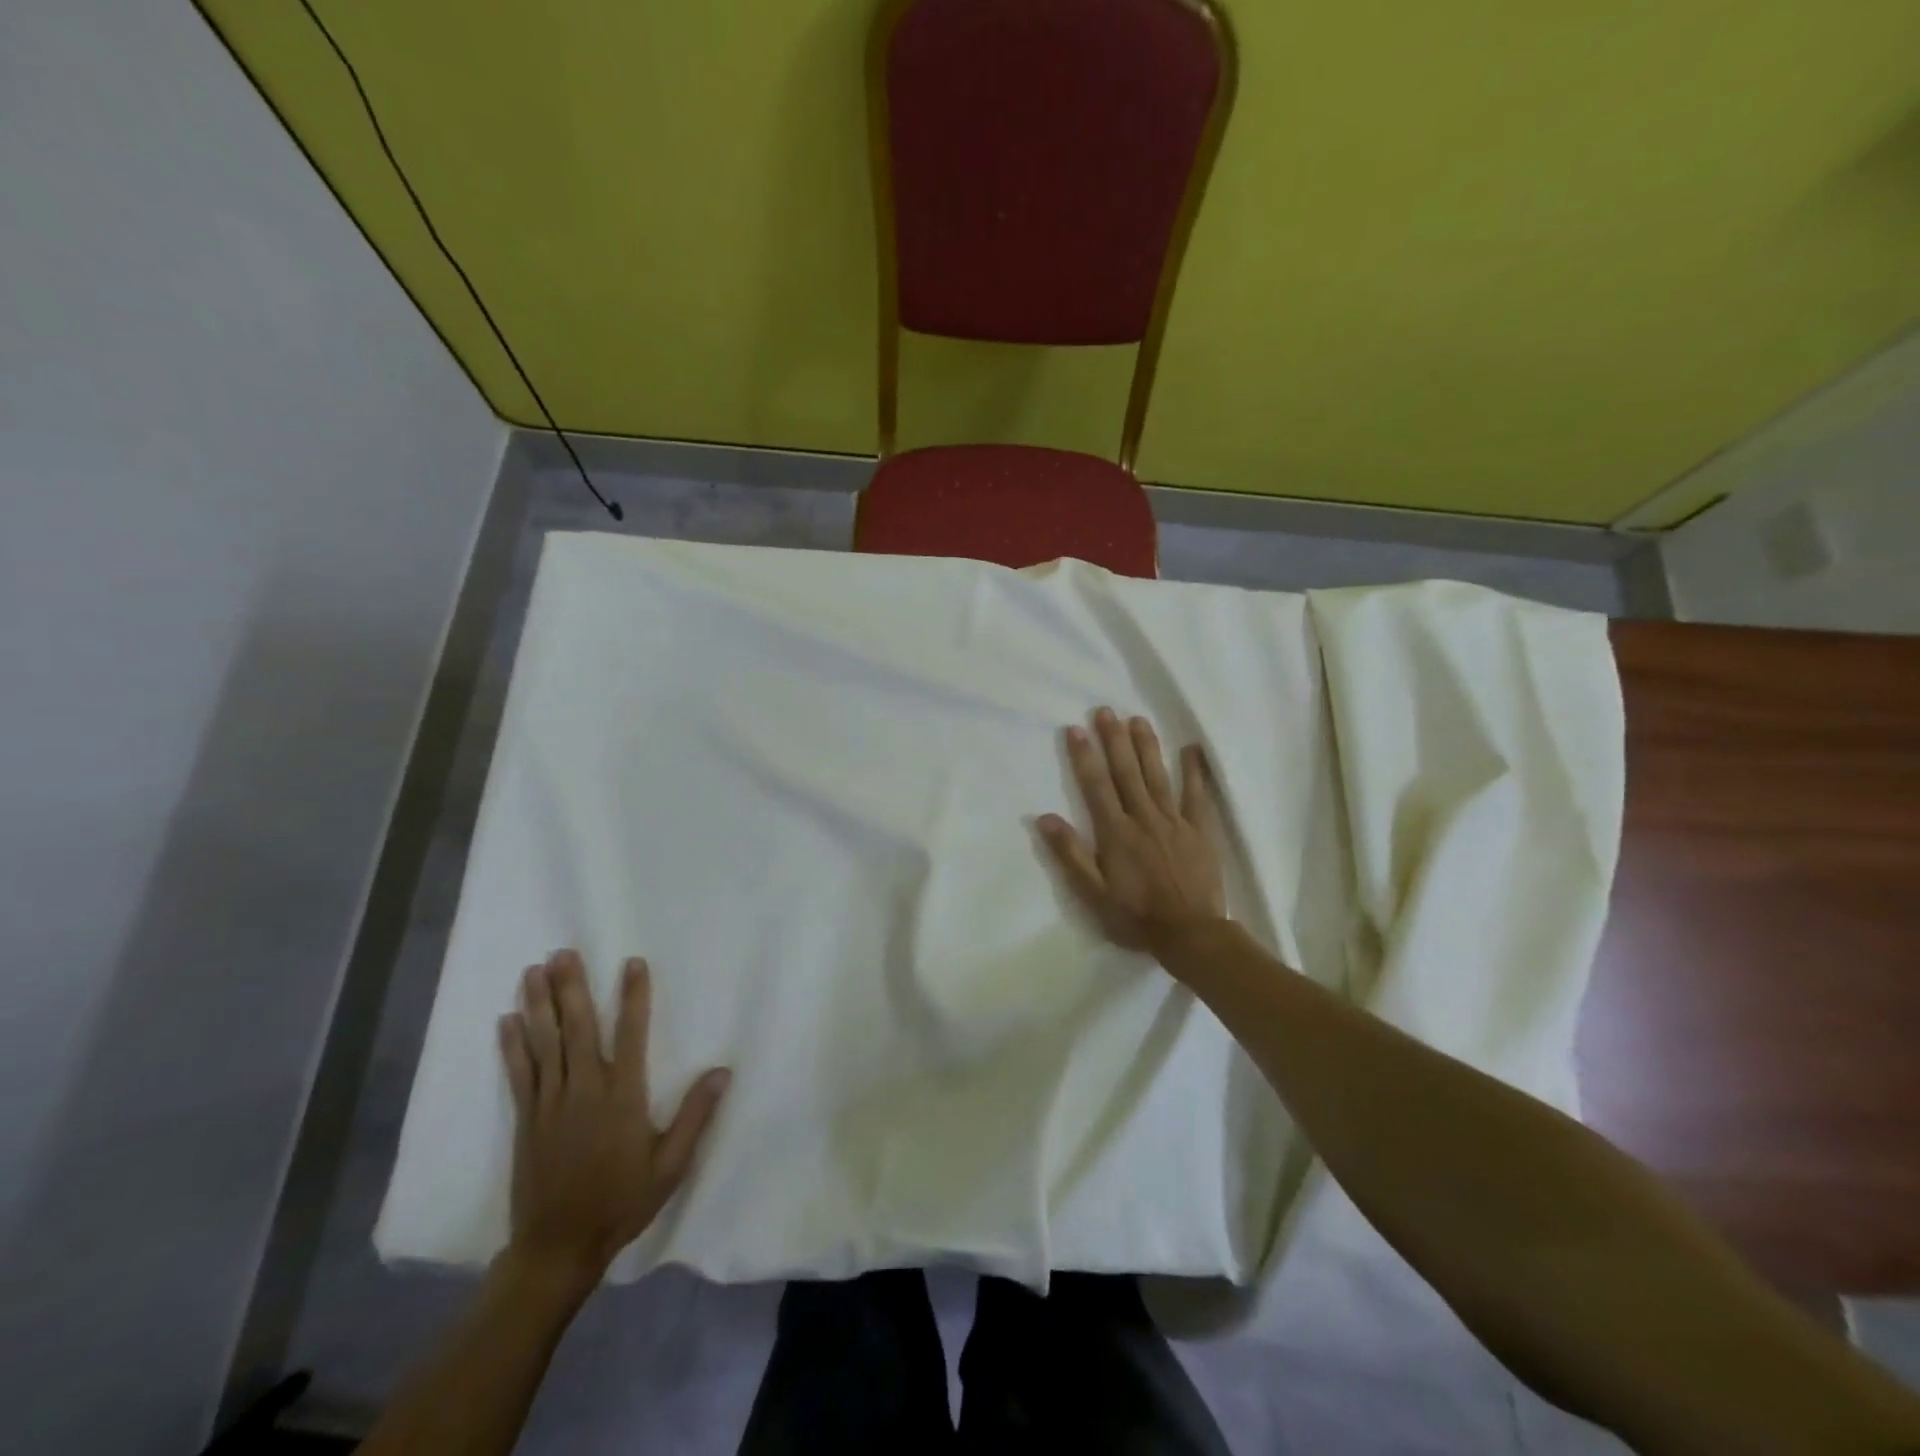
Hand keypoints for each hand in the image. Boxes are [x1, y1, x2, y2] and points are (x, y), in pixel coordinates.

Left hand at [498, 950, 730, 1290]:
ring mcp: (550, 1103)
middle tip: (563, 952)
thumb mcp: (670, 1164)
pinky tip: (507, 1019)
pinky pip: (519, 1074)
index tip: (632, 963)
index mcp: (623, 1097)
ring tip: (534, 970)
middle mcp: (585, 1090)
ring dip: (540, 1004)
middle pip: (578, 1028)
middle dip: (572, 988)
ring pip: (545, 1043)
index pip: (630, 1034)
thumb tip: (722, 1071)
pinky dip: (512, 1045)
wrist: (558, 1248)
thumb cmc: (621, 1201)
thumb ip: (695, 1116)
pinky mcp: (527, 1119)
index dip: (633, 997)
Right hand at [1036, 707, 1227, 961]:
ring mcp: (1174, 821)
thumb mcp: (1093, 893)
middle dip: (1114, 740)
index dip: (1084, 757)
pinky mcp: (1199, 830)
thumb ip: (1070, 854)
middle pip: (1126, 772)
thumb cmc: (1135, 916)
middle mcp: (1143, 818)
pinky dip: (1194, 771)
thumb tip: (1045, 818)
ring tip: (1137, 719)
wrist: (1190, 933)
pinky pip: (1197, 795)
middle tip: (1106, 711)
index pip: (1096, 786)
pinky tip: (1191, 749)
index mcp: (1115, 833)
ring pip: (1157, 776)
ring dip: (1146, 746)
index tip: (1075, 729)